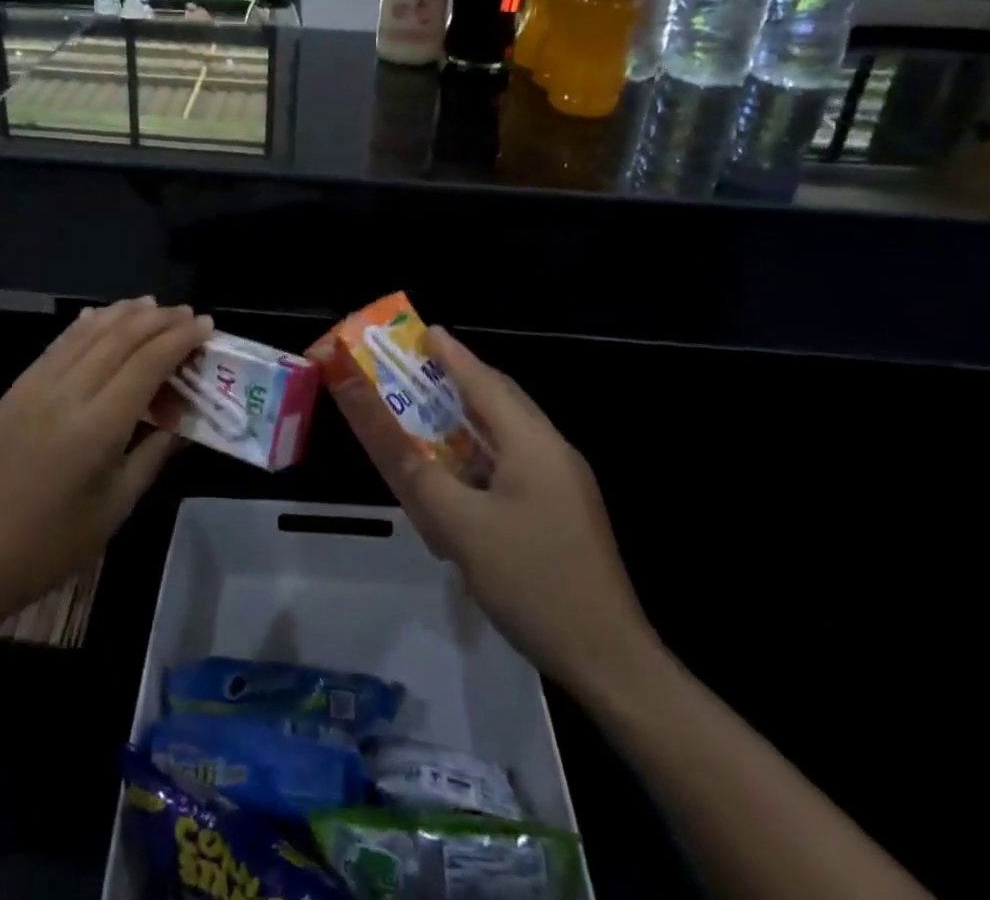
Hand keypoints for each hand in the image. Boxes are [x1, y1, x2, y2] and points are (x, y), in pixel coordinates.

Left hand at [0, 297, 210, 625]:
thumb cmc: (53, 544)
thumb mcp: (117, 506)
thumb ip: (153, 454)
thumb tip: (183, 422)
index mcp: (98, 427)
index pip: (147, 363)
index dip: (179, 339)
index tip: (206, 325)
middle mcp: (66, 394)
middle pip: (120, 338)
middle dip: (158, 319)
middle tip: (186, 313)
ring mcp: (35, 387)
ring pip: (86, 333)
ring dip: (122, 314)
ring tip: (151, 304)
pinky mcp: (14, 390)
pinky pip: (57, 345)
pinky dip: (85, 326)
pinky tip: (99, 317)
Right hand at [333, 326, 660, 699]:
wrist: (609, 660)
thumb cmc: (532, 581)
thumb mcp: (462, 528)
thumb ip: (416, 473)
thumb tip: (379, 430)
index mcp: (533, 443)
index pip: (485, 382)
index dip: (452, 354)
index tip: (424, 330)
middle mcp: (552, 450)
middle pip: (501, 400)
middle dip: (459, 380)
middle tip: (418, 371)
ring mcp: (564, 482)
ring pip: (509, 434)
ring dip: (470, 421)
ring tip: (431, 416)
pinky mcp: (564, 509)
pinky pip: (516, 464)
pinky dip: (483, 456)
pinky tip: (461, 477)